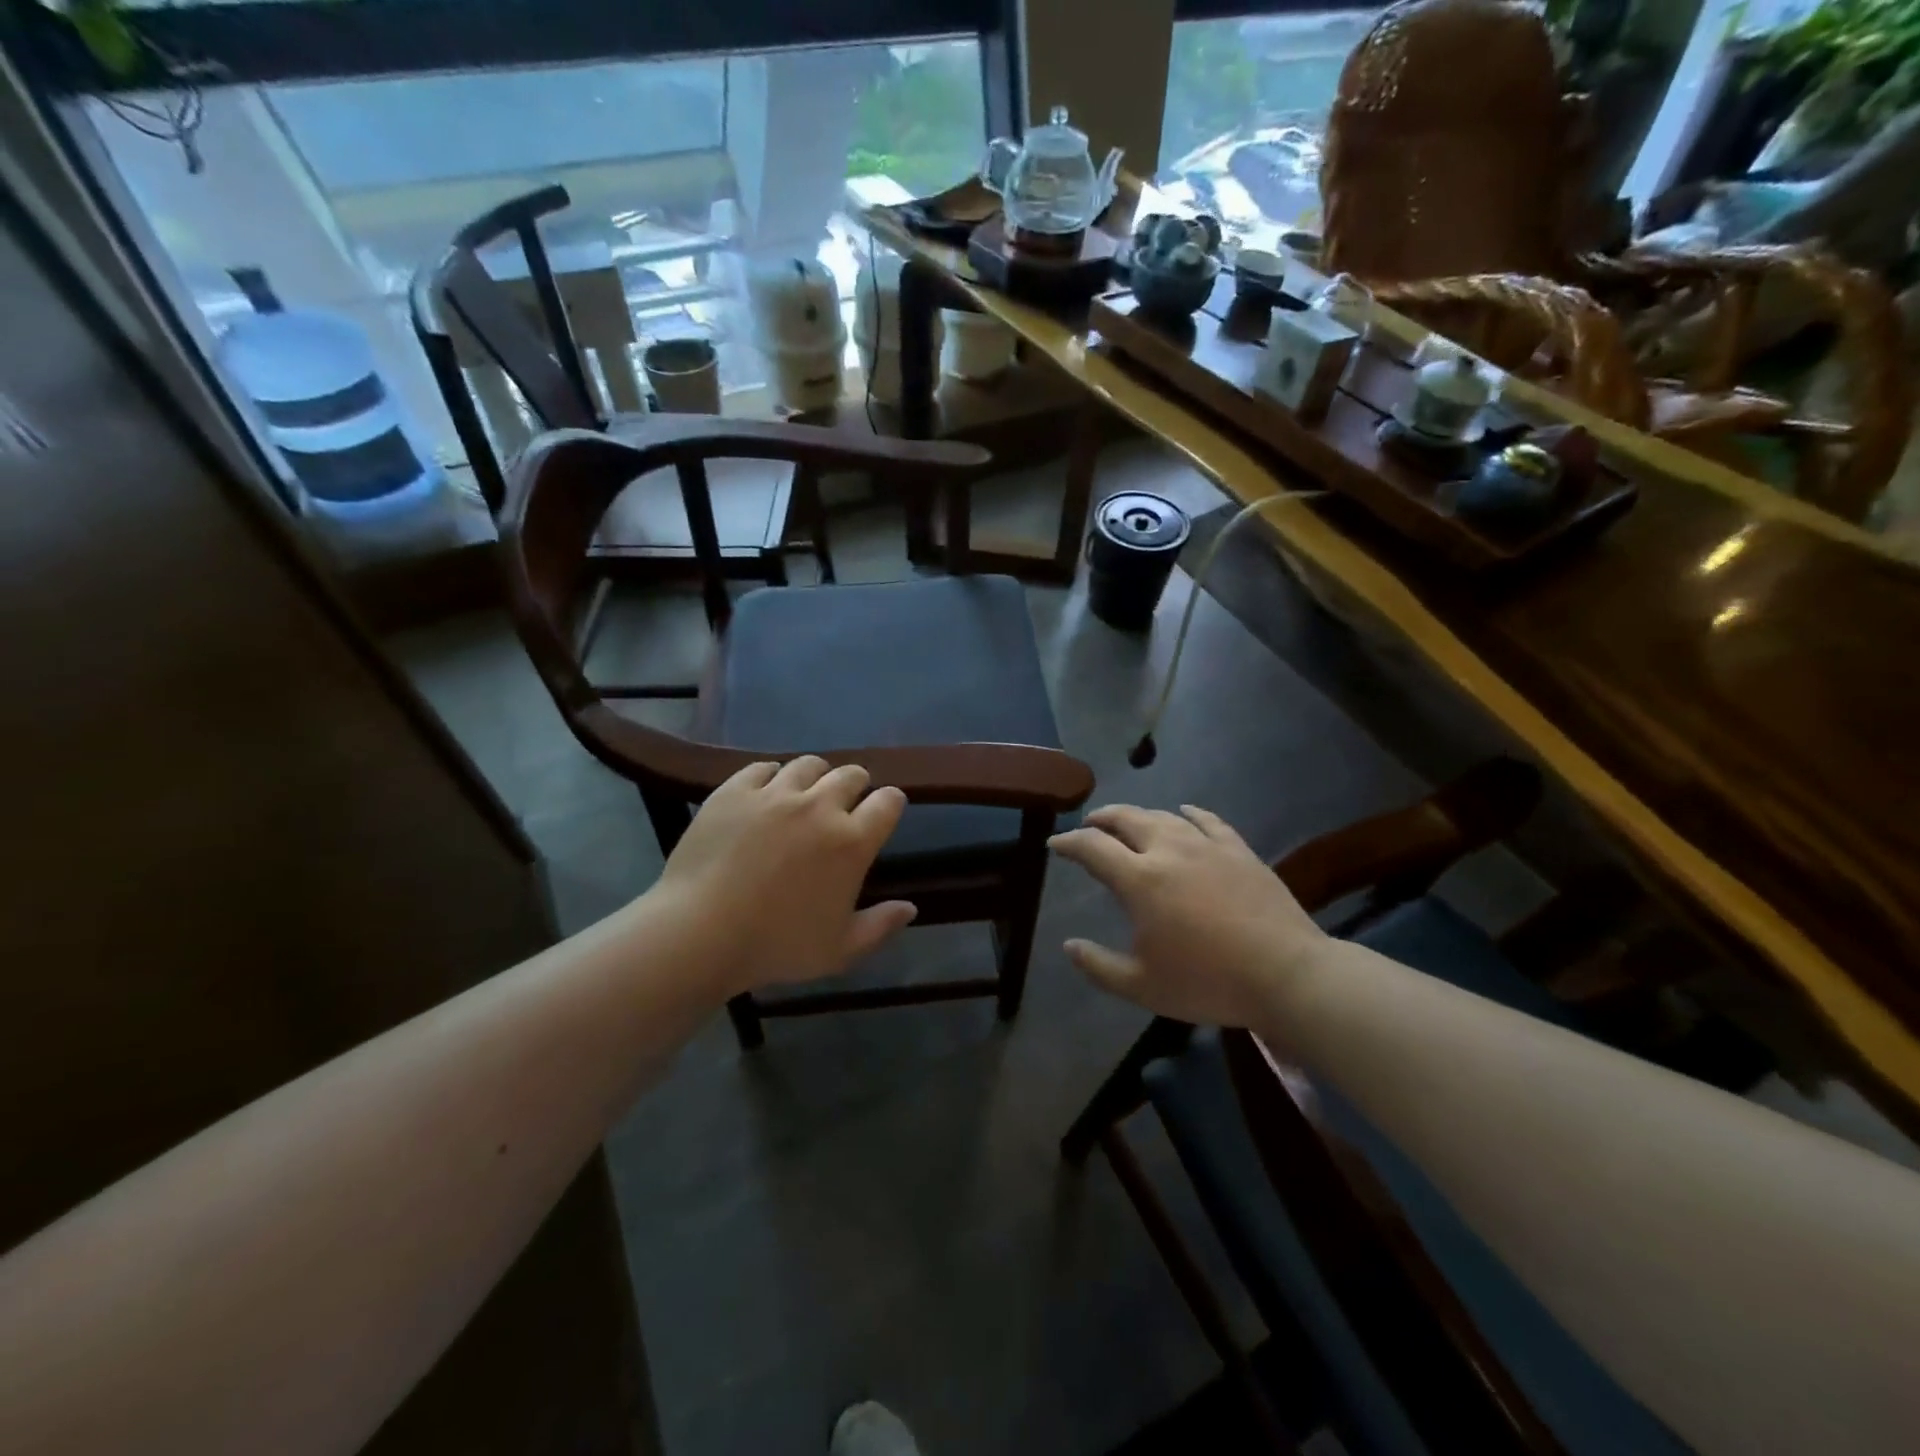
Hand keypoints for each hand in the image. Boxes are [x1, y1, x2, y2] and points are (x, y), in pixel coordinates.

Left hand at [649, 757, 915, 998]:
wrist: (699, 934)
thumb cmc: (776, 946)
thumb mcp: (840, 949)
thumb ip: (880, 926)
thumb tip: (910, 908)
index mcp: (852, 841)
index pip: (889, 801)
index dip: (890, 803)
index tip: (883, 813)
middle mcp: (819, 806)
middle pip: (851, 774)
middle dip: (856, 786)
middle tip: (844, 805)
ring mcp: (774, 794)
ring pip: (808, 764)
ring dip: (815, 777)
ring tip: (805, 795)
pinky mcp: (735, 791)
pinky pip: (762, 768)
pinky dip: (771, 777)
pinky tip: (765, 794)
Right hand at [1050, 805, 1324, 1027]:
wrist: (1287, 974)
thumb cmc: (1208, 982)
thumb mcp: (1142, 986)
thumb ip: (1099, 966)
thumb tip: (1070, 946)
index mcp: (1139, 880)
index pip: (1092, 847)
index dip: (1069, 842)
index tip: (1056, 843)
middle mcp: (1168, 850)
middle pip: (1126, 819)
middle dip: (1102, 818)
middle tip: (1090, 825)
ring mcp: (1207, 845)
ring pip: (1164, 816)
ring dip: (1139, 815)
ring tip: (1129, 821)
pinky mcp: (1238, 850)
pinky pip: (1208, 820)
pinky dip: (1189, 812)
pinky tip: (1185, 811)